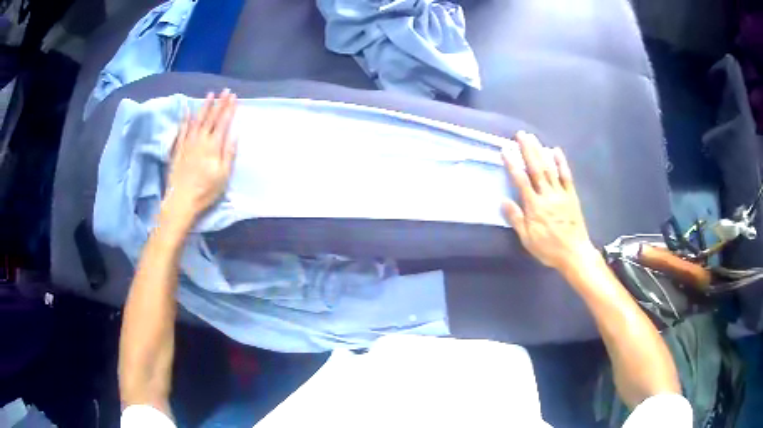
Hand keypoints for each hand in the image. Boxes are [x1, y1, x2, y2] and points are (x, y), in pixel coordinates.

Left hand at [163, 90, 236, 225]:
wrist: (181, 200)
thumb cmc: (205, 191)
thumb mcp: (223, 175)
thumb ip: (229, 153)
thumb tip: (235, 134)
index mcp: (213, 146)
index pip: (223, 122)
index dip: (229, 109)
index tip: (234, 97)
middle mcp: (200, 140)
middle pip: (211, 118)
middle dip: (220, 103)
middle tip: (226, 91)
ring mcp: (188, 142)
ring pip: (197, 119)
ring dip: (204, 106)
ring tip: (210, 94)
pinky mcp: (178, 148)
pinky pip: (182, 129)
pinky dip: (185, 118)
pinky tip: (187, 109)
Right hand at [501, 131, 595, 270]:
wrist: (574, 253)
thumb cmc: (548, 248)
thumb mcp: (527, 239)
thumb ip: (516, 219)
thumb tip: (503, 200)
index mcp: (534, 206)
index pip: (521, 180)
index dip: (512, 164)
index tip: (505, 150)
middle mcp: (547, 195)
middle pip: (536, 168)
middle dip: (527, 150)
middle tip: (521, 134)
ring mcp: (561, 194)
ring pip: (549, 169)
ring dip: (541, 151)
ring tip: (533, 138)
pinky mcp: (571, 196)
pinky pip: (566, 176)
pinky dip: (561, 163)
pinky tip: (556, 151)